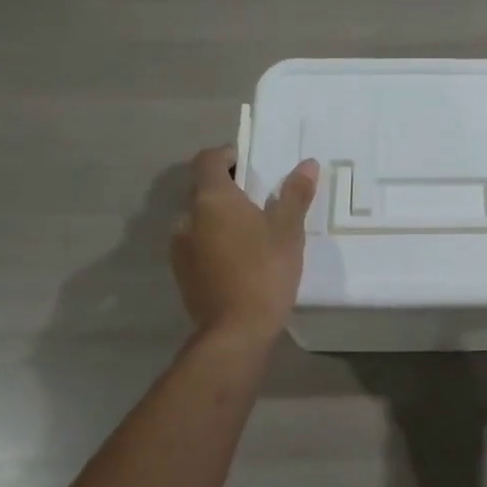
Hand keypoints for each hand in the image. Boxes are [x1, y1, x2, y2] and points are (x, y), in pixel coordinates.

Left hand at [172, 147, 318, 341]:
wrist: (236, 330)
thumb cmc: (265, 271)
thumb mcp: (288, 230)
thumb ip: (295, 194)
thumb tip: (307, 164)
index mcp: (211, 198)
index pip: (209, 159)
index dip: (228, 155)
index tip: (251, 164)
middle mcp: (188, 216)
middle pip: (203, 188)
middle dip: (228, 188)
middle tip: (260, 199)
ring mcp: (180, 246)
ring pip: (199, 218)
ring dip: (219, 217)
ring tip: (251, 233)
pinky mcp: (181, 272)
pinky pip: (197, 244)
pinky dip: (214, 242)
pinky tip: (238, 259)